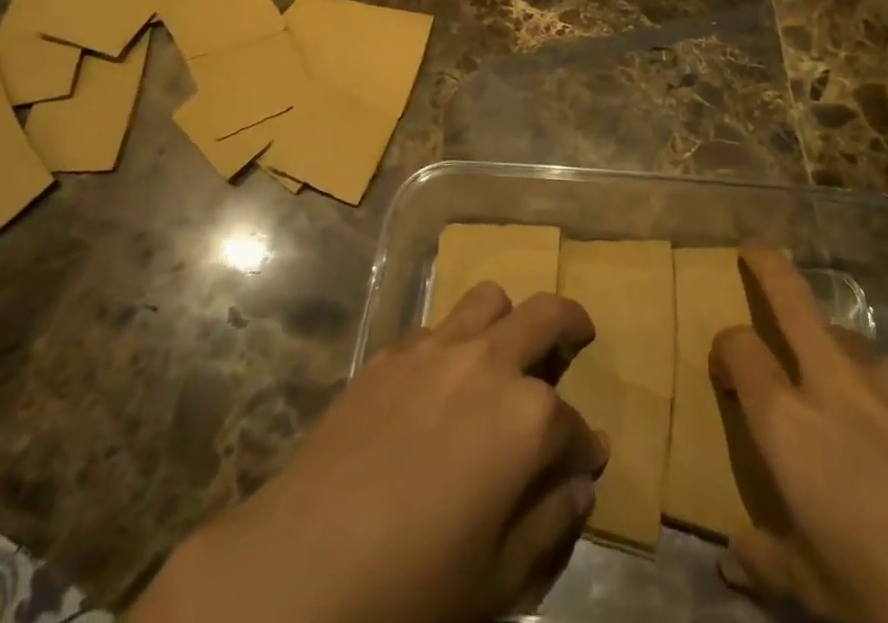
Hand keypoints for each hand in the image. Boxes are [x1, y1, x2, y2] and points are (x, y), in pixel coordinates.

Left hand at [133, 284, 607, 622]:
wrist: (302, 568)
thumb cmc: (412, 587)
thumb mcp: (498, 580)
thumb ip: (550, 524)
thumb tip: (580, 483)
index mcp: (528, 417)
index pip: (575, 424)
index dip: (584, 447)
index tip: (585, 462)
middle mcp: (489, 363)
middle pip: (546, 314)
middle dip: (571, 324)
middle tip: (577, 338)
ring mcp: (437, 349)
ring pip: (489, 299)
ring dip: (507, 319)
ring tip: (504, 349)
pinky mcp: (390, 354)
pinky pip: (436, 328)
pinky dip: (453, 344)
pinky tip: (438, 385)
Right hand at [711, 249, 887, 622]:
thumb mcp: (821, 598)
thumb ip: (772, 562)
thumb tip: (737, 555)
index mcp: (791, 425)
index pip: (739, 350)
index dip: (725, 350)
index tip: (724, 371)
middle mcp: (836, 382)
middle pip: (790, 297)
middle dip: (767, 267)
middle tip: (753, 254)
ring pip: (847, 338)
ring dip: (832, 349)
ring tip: (842, 394)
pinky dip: (886, 394)